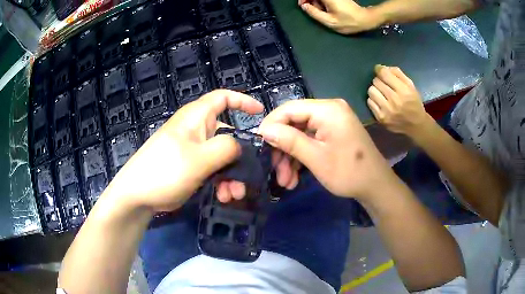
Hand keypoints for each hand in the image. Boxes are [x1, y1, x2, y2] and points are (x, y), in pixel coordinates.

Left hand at [104, 90, 263, 211]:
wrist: (138, 195)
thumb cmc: (165, 171)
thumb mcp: (199, 158)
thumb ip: (226, 147)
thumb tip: (240, 144)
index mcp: (196, 118)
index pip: (222, 98)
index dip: (243, 101)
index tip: (260, 113)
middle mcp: (196, 130)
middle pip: (228, 134)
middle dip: (240, 156)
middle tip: (248, 178)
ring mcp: (193, 150)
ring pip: (222, 156)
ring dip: (232, 174)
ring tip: (233, 194)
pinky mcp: (191, 166)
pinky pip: (213, 168)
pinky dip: (221, 181)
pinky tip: (223, 196)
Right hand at [258, 99, 395, 199]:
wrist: (375, 186)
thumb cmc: (349, 173)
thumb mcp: (316, 158)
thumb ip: (289, 141)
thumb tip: (263, 130)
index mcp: (327, 109)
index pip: (289, 108)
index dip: (271, 125)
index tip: (259, 146)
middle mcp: (329, 109)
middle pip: (293, 123)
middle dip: (282, 149)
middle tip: (274, 172)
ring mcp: (332, 121)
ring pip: (300, 134)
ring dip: (290, 157)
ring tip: (286, 181)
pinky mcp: (333, 132)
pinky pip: (310, 140)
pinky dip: (301, 157)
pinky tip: (295, 177)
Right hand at [298, 0, 383, 33]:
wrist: (365, 19)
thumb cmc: (349, 22)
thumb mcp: (330, 21)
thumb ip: (314, 13)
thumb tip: (304, 6)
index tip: (303, 5)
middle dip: (310, 1)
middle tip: (313, 10)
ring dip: (316, 2)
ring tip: (322, 12)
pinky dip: (322, 3)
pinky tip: (326, 10)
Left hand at [367, 65, 431, 136]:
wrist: (416, 126)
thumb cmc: (414, 102)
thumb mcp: (410, 85)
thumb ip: (397, 73)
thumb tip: (380, 67)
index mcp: (403, 91)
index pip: (384, 74)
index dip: (379, 70)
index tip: (379, 70)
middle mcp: (394, 100)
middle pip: (376, 81)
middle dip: (379, 81)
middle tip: (384, 85)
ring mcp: (386, 111)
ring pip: (371, 91)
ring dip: (375, 90)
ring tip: (382, 93)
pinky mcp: (380, 118)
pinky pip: (370, 102)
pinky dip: (373, 100)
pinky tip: (380, 102)